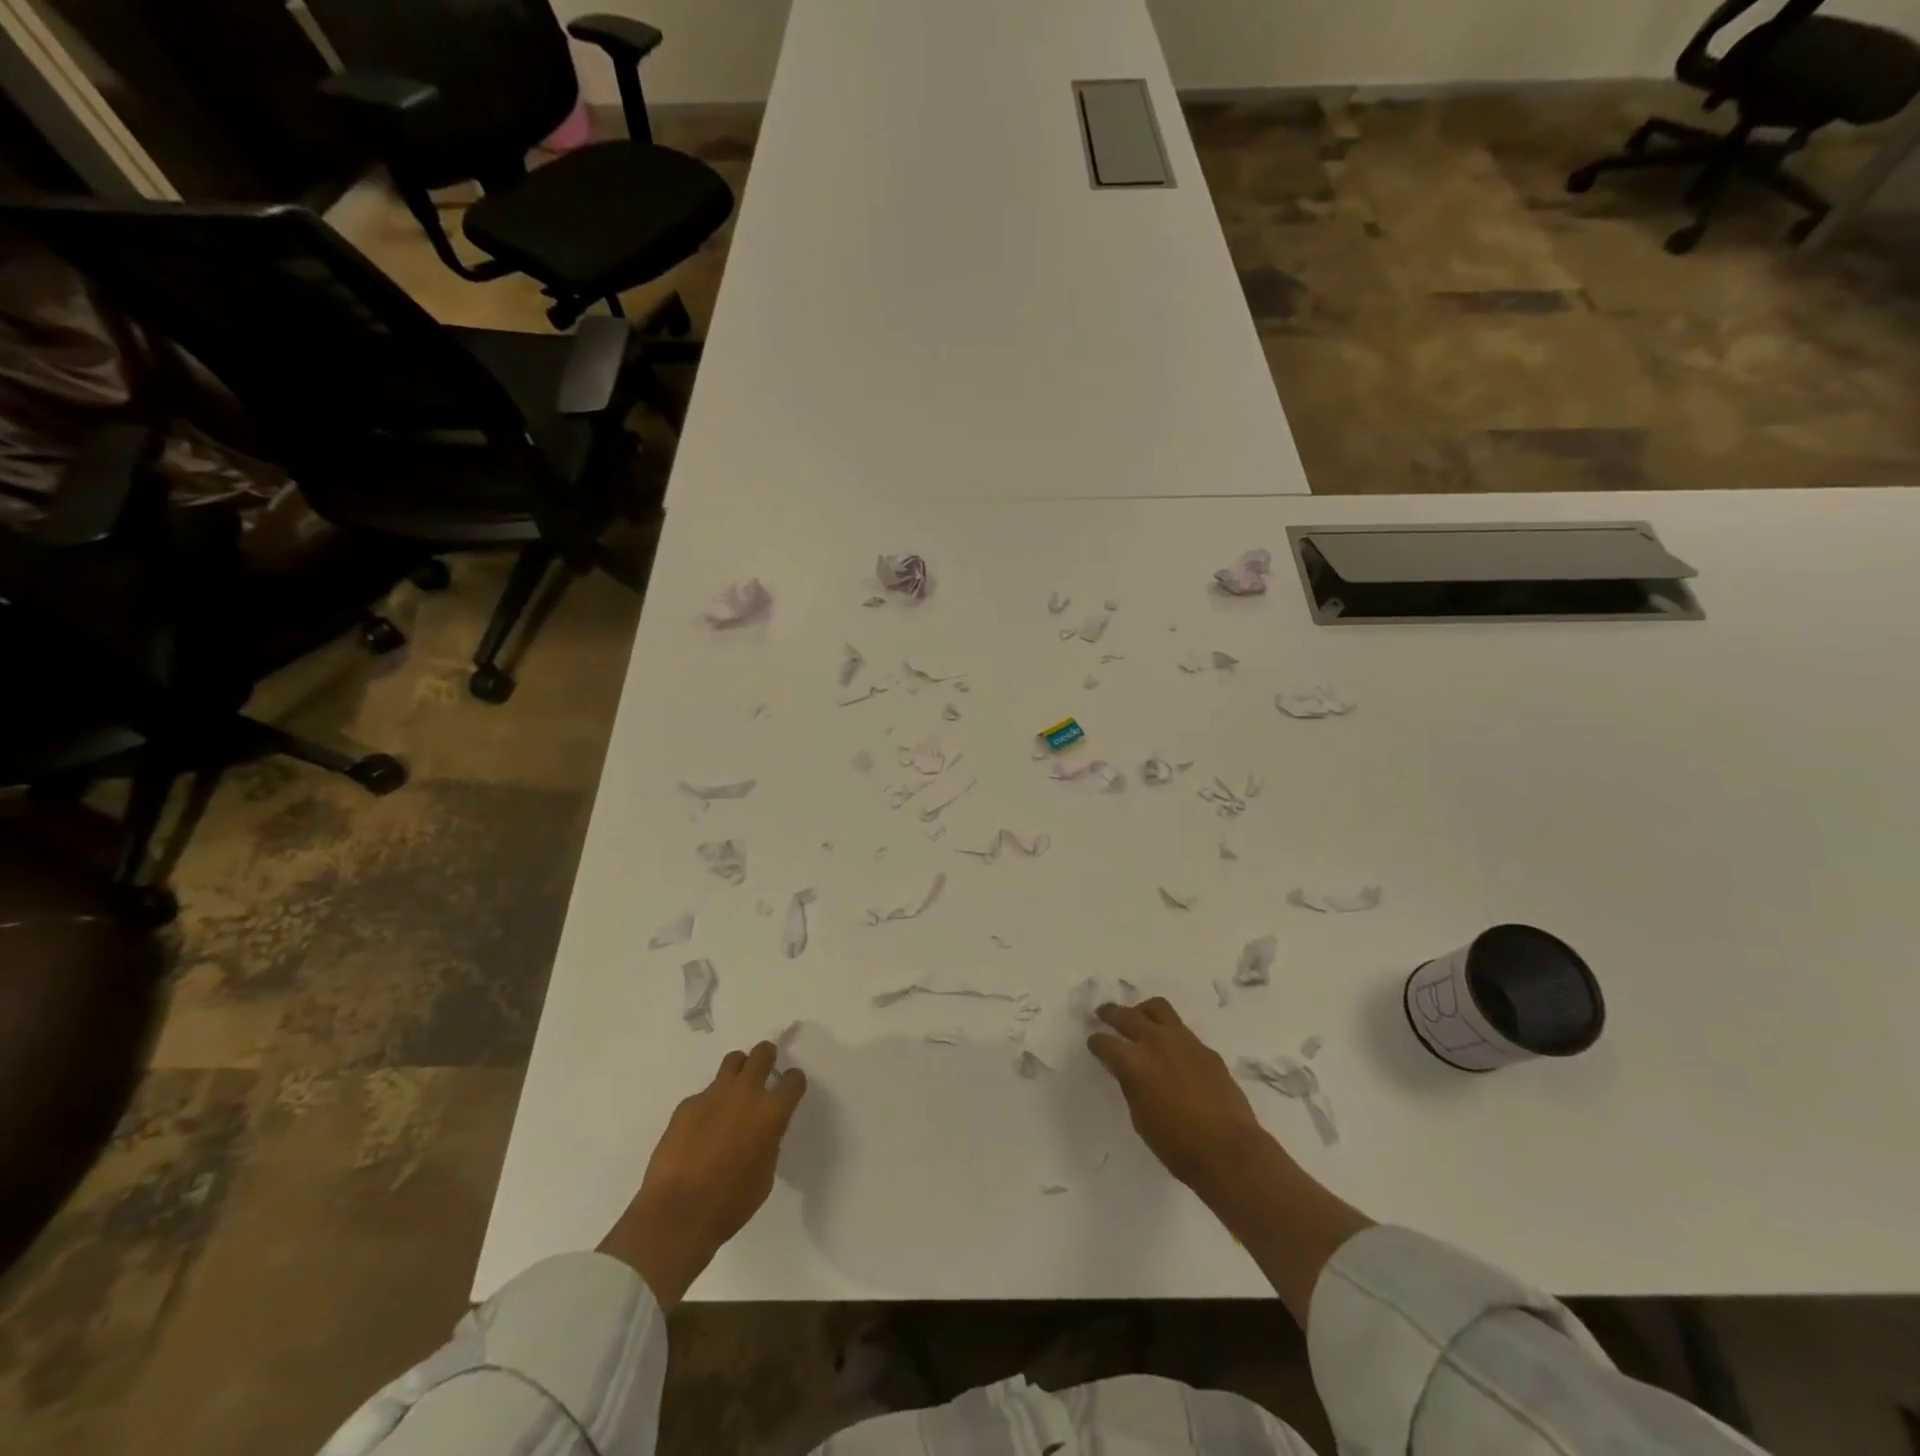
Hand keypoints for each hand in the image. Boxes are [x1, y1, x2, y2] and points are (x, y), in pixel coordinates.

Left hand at [598, 1041, 805, 1307]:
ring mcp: (713, 1095)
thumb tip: (762, 1131)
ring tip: (733, 1092)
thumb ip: (768, 1142)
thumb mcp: (765, 1175)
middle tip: (764, 1073)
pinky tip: (700, 1130)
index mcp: (771, 1113)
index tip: (789, 1090)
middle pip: (763, 1053)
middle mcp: (746, 1094)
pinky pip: (704, 1093)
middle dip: (767, 1058)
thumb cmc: (730, 1204)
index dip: (793, 1083)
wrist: (677, 1214)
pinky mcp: (687, 1104)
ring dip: (738, 1071)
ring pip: (733, 1061)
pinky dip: (708, 1105)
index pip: (793, 1080)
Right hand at [1087, 997, 1269, 1200]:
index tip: (1094, 1043)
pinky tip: (1171, 1048)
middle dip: (1111, 1013)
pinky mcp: (1206, 1048)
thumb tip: (1127, 1070)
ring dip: (1142, 1011)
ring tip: (1138, 1018)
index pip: (1105, 1042)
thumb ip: (1130, 1085)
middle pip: (1127, 1015)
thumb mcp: (1140, 1117)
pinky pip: (1182, 1030)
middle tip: (1104, 1014)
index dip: (1096, 1042)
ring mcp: (1184, 1041)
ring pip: (1157, 1008)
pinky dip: (1169, 1033)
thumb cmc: (1176, 1144)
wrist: (1228, 1150)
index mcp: (1134, 1062)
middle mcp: (1156, 1042)